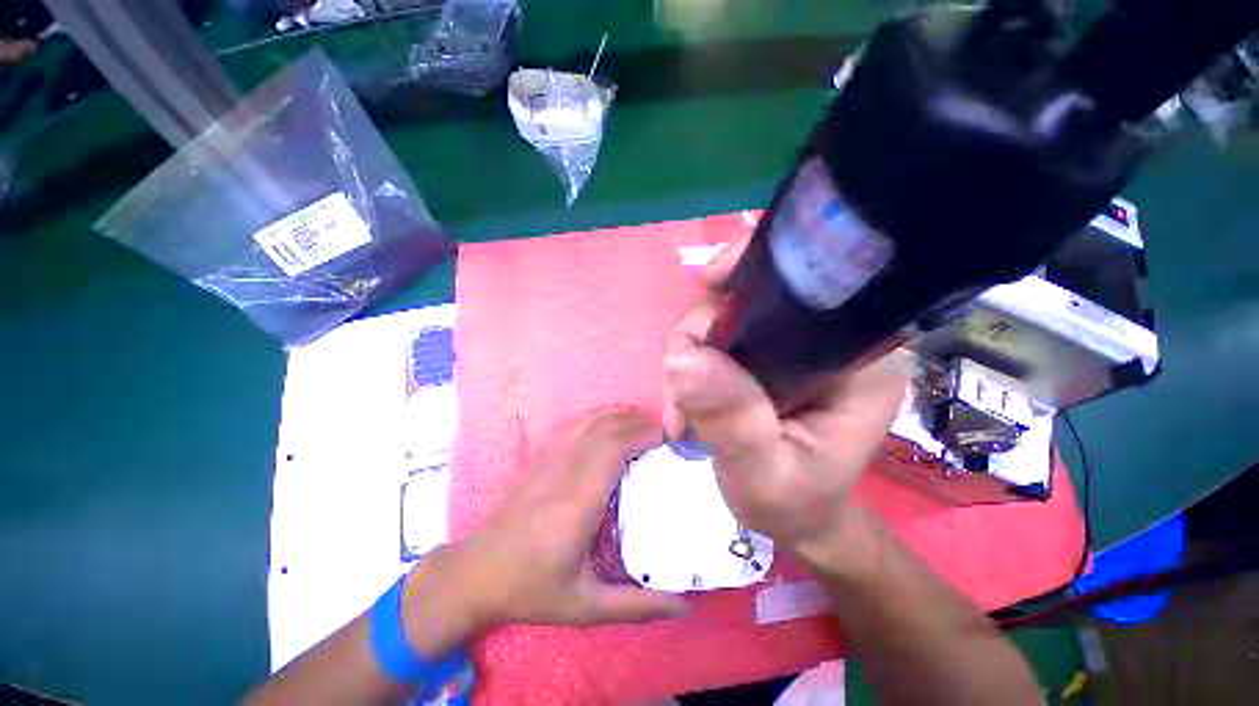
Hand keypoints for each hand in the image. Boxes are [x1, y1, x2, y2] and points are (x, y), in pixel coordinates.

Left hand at [403, 407, 687, 651]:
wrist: (477, 572)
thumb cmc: (532, 589)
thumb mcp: (586, 607)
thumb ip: (638, 606)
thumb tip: (686, 608)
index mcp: (577, 504)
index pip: (613, 450)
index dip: (642, 435)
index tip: (668, 440)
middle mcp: (564, 472)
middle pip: (606, 429)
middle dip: (639, 423)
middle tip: (666, 433)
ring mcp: (549, 460)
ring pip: (590, 420)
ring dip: (620, 415)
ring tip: (645, 423)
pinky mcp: (541, 457)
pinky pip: (574, 424)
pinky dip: (598, 415)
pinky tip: (612, 421)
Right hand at [662, 238, 906, 558]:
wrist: (794, 517)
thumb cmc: (795, 503)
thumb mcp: (765, 474)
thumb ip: (732, 419)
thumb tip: (683, 357)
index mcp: (858, 359)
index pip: (814, 285)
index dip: (755, 271)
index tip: (706, 286)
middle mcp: (827, 338)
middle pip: (750, 297)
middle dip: (701, 335)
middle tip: (679, 392)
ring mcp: (788, 344)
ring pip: (721, 317)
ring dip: (688, 358)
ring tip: (680, 415)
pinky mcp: (761, 354)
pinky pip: (712, 338)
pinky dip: (688, 366)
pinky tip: (683, 404)